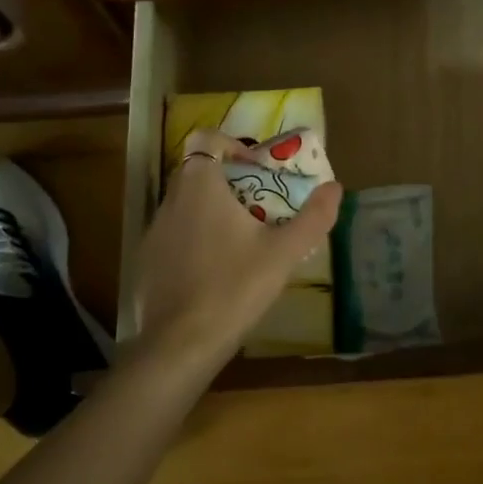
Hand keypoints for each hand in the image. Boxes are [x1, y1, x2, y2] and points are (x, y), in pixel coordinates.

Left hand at [131, 130, 341, 374]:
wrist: (180, 345)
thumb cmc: (234, 287)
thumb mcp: (284, 253)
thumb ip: (313, 218)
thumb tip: (335, 188)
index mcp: (201, 186)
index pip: (205, 139)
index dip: (231, 145)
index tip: (256, 169)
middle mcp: (171, 199)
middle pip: (197, 170)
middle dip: (228, 179)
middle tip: (260, 204)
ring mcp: (154, 230)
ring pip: (185, 203)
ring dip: (211, 209)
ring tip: (242, 239)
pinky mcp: (147, 259)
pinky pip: (174, 232)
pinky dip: (194, 237)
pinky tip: (215, 269)